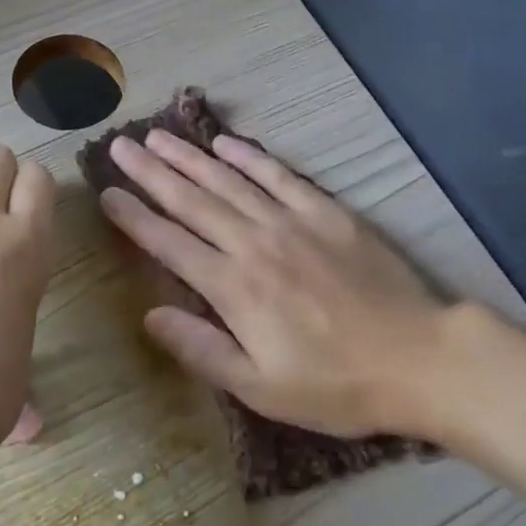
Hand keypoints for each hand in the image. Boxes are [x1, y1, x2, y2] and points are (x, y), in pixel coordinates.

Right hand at [98, 130, 450, 437]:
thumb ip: (202, 349)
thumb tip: (150, 315)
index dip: (134, 218)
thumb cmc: (336, 385)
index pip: (170, 243)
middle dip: (151, 173)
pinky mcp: (326, 212)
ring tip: (158, 137)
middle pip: (191, 201)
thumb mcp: (261, 387)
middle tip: (120, 146)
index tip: (107, 194)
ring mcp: (291, 222)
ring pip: (228, 182)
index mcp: (234, 288)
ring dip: (189, 158)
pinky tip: (225, 143)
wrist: (418, 359)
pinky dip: (249, 157)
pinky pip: (279, 176)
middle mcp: (254, 244)